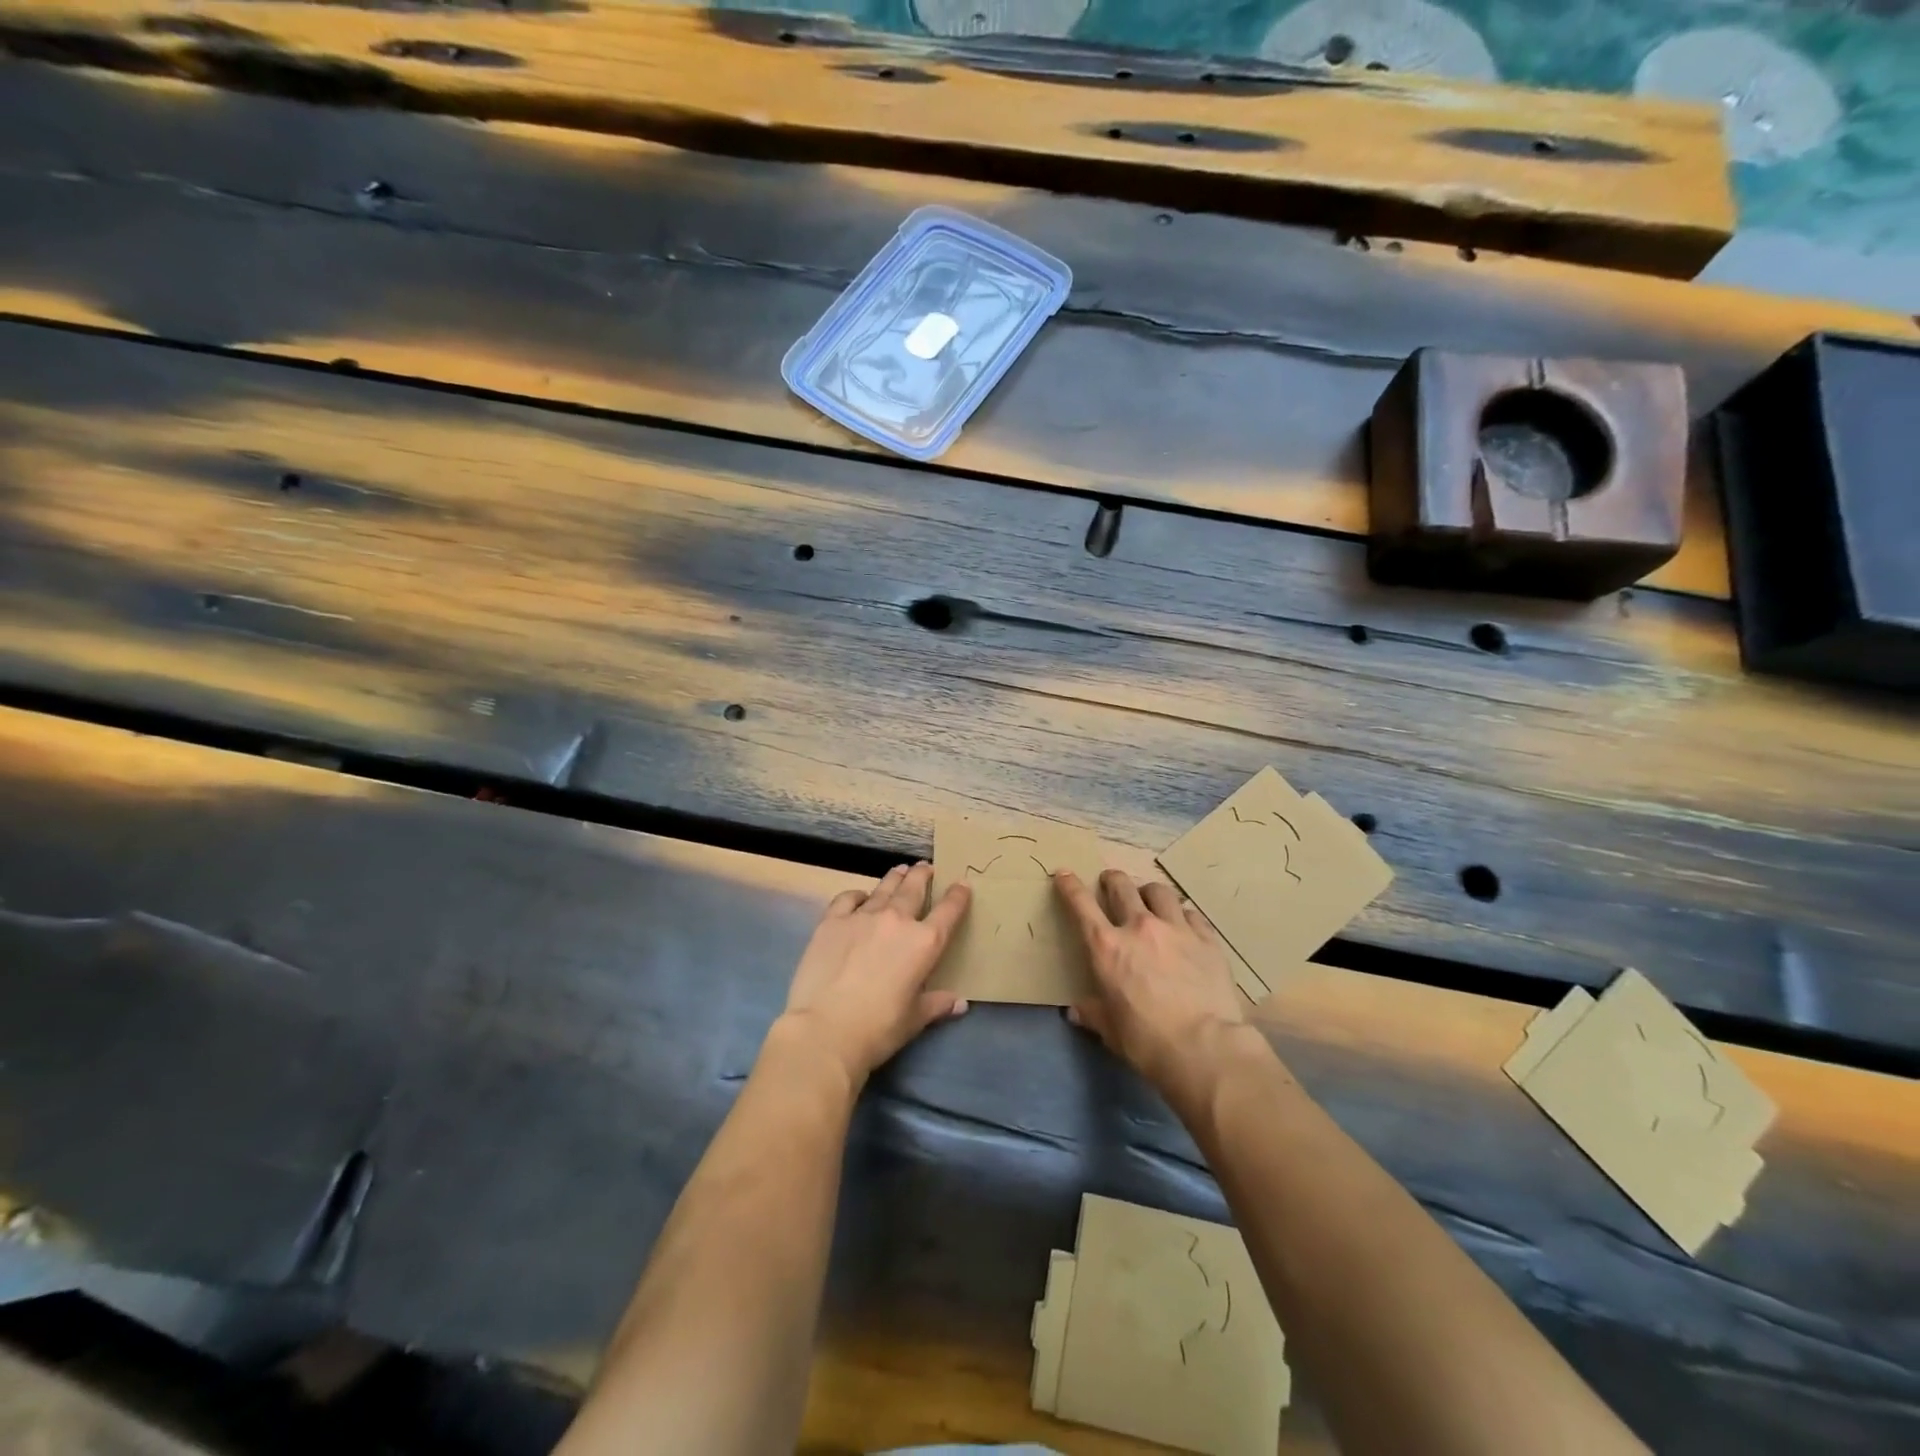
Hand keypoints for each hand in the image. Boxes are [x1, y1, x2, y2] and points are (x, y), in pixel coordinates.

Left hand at [777, 862, 970, 1088]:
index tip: (962, 884)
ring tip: (900, 870)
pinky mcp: (832, 921)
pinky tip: (859, 897)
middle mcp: (896, 920)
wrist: (825, 1029)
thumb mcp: (915, 1019)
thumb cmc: (878, 1028)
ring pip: (884, 888)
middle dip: (922, 875)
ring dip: (895, 878)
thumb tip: (960, 1003)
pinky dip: (858, 895)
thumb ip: (937, 1004)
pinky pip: (848, 898)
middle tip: (925, 867)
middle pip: (913, 888)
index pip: (948, 911)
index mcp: (924, 943)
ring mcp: (862, 916)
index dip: (958, 895)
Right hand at [1054, 869, 1254, 1101]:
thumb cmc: (1147, 1041)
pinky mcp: (1207, 939)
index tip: (1064, 873)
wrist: (1204, 1047)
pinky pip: (1191, 914)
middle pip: (1122, 886)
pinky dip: (1183, 916)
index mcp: (1106, 947)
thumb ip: (1093, 1013)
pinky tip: (1185, 927)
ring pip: (1159, 891)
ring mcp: (1176, 929)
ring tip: (1150, 900)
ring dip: (1149, 892)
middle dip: (1112, 880)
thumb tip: (1076, 1011)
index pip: (1081, 905)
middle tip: (1111, 883)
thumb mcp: (1111, 1031)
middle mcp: (1139, 927)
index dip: (1069, 885)